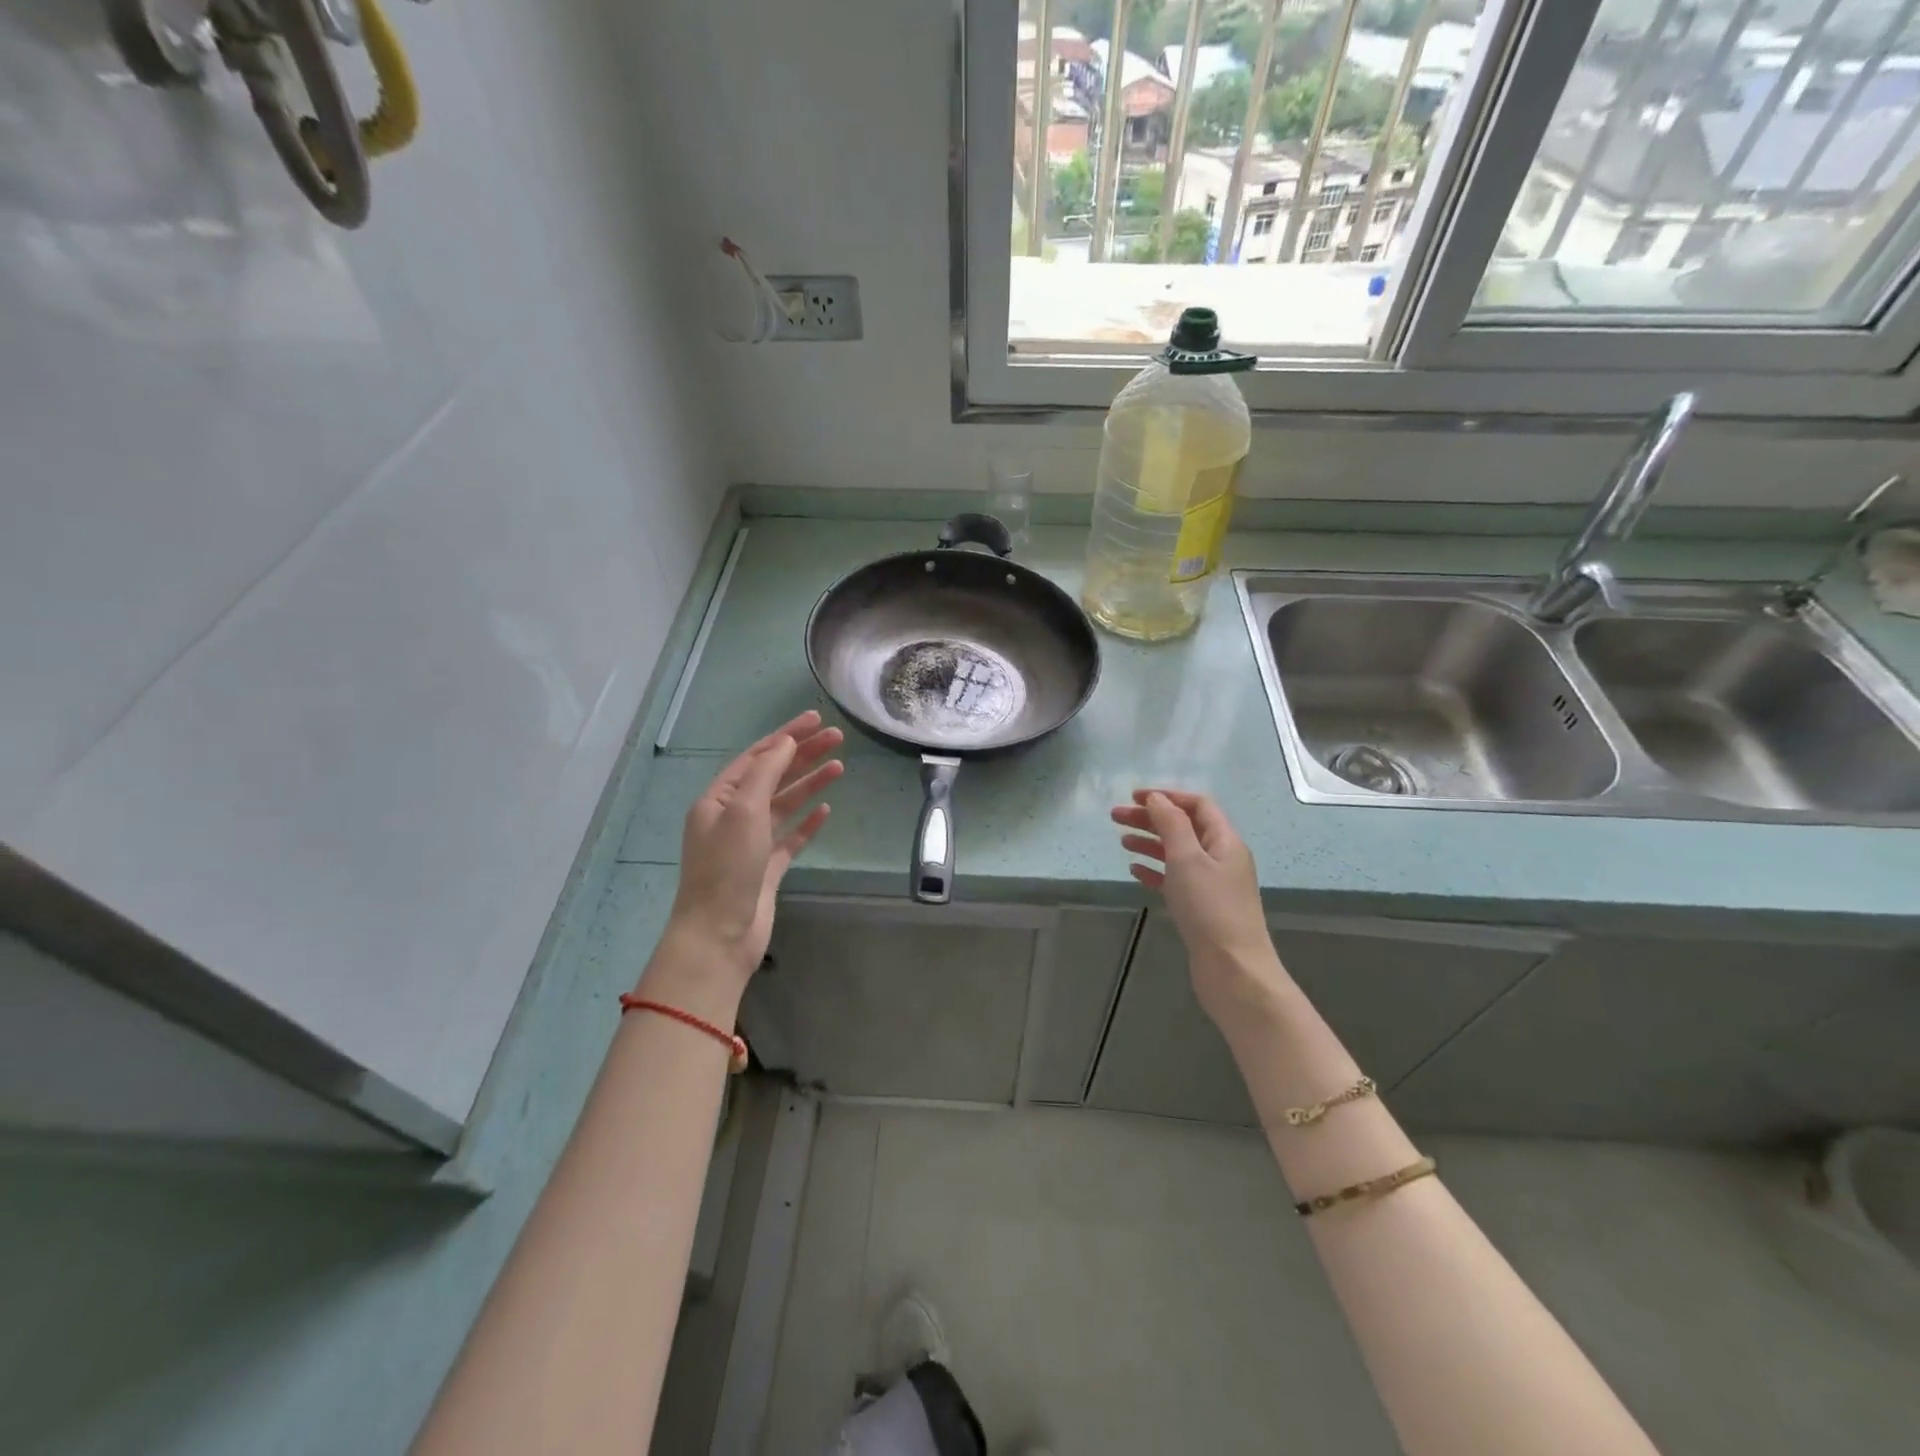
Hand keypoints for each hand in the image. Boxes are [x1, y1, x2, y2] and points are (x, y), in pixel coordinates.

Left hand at [660, 712, 842, 1001]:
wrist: (720, 935)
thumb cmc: (727, 868)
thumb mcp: (743, 811)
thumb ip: (765, 773)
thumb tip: (785, 743)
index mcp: (718, 799)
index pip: (756, 757)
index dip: (786, 736)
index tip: (816, 718)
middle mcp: (733, 817)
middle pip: (773, 776)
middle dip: (803, 755)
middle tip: (837, 738)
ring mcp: (751, 843)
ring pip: (784, 804)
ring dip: (809, 784)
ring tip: (840, 767)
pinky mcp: (767, 868)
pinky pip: (790, 837)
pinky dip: (808, 822)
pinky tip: (826, 810)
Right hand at [1111, 789, 1282, 1024]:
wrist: (1233, 970)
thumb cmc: (1210, 909)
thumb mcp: (1188, 859)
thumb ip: (1171, 824)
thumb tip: (1157, 798)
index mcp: (1225, 841)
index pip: (1197, 805)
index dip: (1166, 796)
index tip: (1133, 797)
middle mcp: (1221, 858)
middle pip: (1183, 827)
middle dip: (1151, 818)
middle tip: (1115, 817)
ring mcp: (1211, 884)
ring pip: (1177, 853)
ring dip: (1150, 843)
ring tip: (1122, 841)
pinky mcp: (1200, 908)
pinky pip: (1175, 880)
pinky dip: (1155, 871)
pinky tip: (1135, 872)